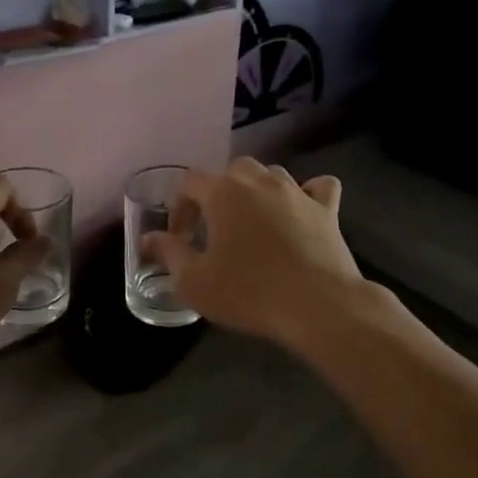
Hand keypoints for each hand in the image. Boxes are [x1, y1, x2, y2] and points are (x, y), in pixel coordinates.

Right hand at [140, 158, 369, 351]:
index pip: (190, 181)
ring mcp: (297, 192)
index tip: (180, 237)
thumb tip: (149, 238)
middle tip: (215, 228)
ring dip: (258, 191)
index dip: (180, 206)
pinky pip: (317, 187)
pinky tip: (302, 211)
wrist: (319, 306)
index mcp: (224, 193)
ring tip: (253, 222)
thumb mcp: (195, 282)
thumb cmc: (250, 293)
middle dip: (219, 194)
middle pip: (232, 171)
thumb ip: (169, 254)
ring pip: (271, 175)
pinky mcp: (327, 209)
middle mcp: (260, 181)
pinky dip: (308, 193)